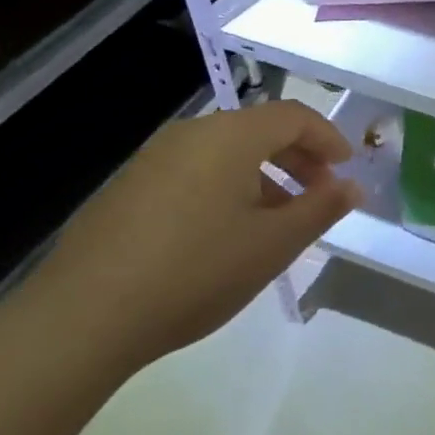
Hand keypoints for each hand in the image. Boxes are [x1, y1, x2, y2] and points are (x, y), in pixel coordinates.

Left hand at [23, 100, 360, 376]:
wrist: (82, 318)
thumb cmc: (195, 272)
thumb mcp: (273, 245)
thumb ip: (321, 209)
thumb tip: (353, 186)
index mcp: (231, 136)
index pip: (294, 116)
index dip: (328, 138)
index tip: (346, 170)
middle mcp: (192, 134)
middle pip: (259, 130)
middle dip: (298, 158)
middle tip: (318, 195)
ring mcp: (153, 158)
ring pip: (225, 153)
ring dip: (262, 176)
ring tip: (275, 222)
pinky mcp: (128, 187)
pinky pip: (193, 171)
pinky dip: (225, 188)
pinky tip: (222, 235)